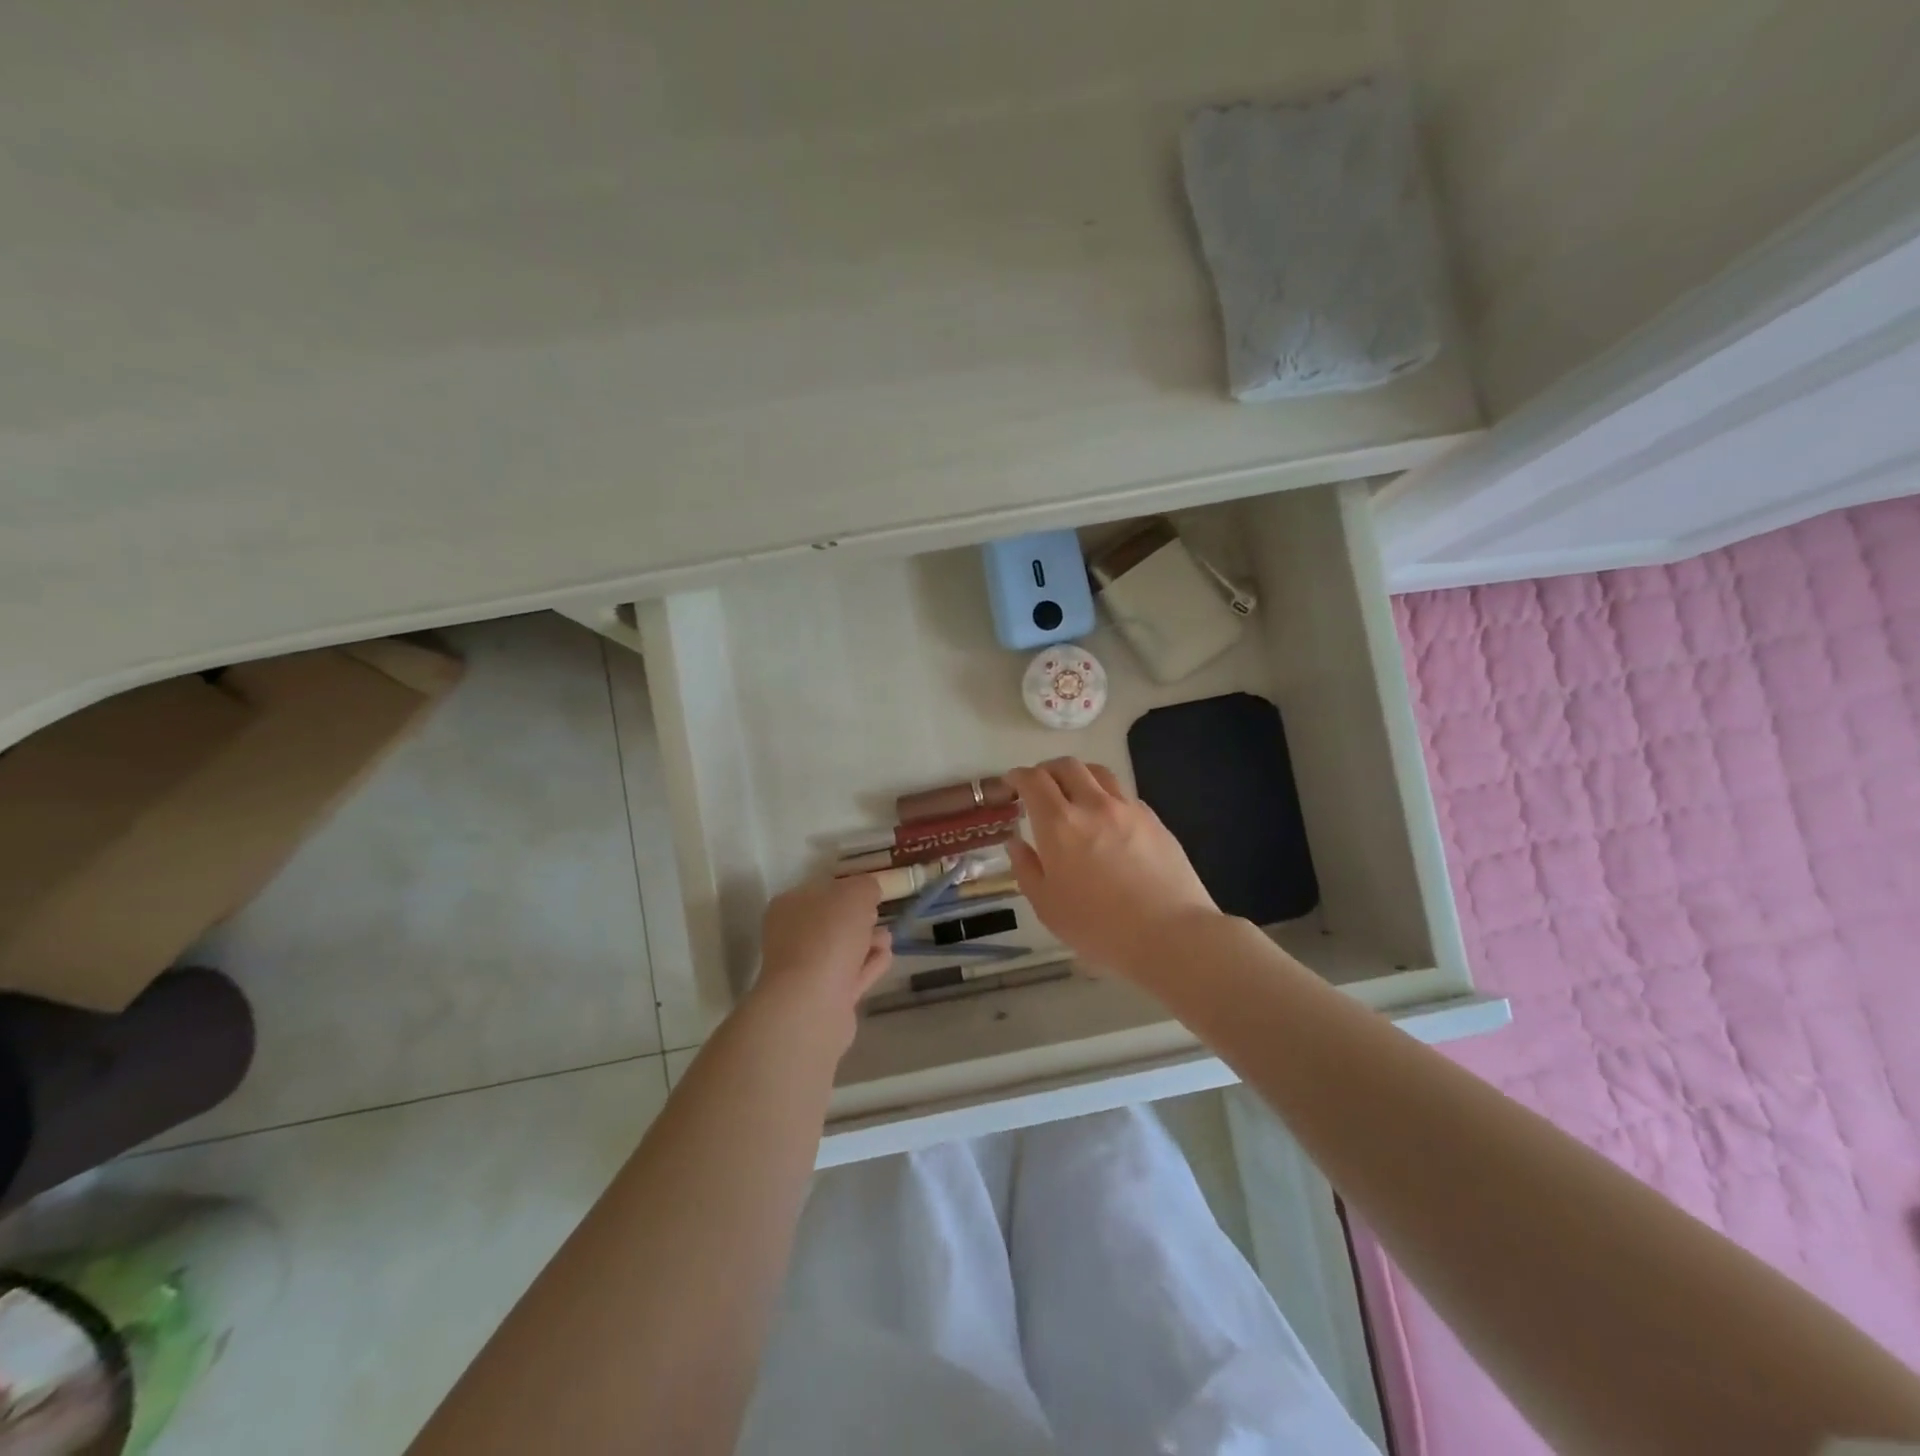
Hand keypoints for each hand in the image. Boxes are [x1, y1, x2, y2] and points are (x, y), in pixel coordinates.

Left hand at [752, 874, 892, 1046]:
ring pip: (844, 949)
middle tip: (878, 916)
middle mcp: (793, 937)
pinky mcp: (824, 998)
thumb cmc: (828, 936)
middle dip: (861, 918)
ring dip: (868, 942)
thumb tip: (869, 893)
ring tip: (886, 940)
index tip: (873, 893)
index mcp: (790, 906)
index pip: (823, 890)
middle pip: (834, 922)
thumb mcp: (855, 893)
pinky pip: (852, 975)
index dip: (850, 889)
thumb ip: (866, 886)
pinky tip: (885, 957)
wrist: (812, 1002)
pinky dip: (869, 966)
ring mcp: (806, 970)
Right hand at [1006, 758, 1220, 983]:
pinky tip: (1107, 818)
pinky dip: (1106, 795)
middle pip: (1067, 766)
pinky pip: (1123, 794)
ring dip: (1079, 775)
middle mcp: (1093, 805)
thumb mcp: (1047, 906)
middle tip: (1039, 786)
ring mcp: (1128, 809)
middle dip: (1046, 770)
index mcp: (1059, 824)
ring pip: (1099, 772)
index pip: (1033, 780)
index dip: (1018, 776)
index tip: (1012, 783)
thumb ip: (1026, 868)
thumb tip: (1016, 842)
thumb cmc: (1098, 927)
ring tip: (1074, 792)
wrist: (1170, 934)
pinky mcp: (1154, 820)